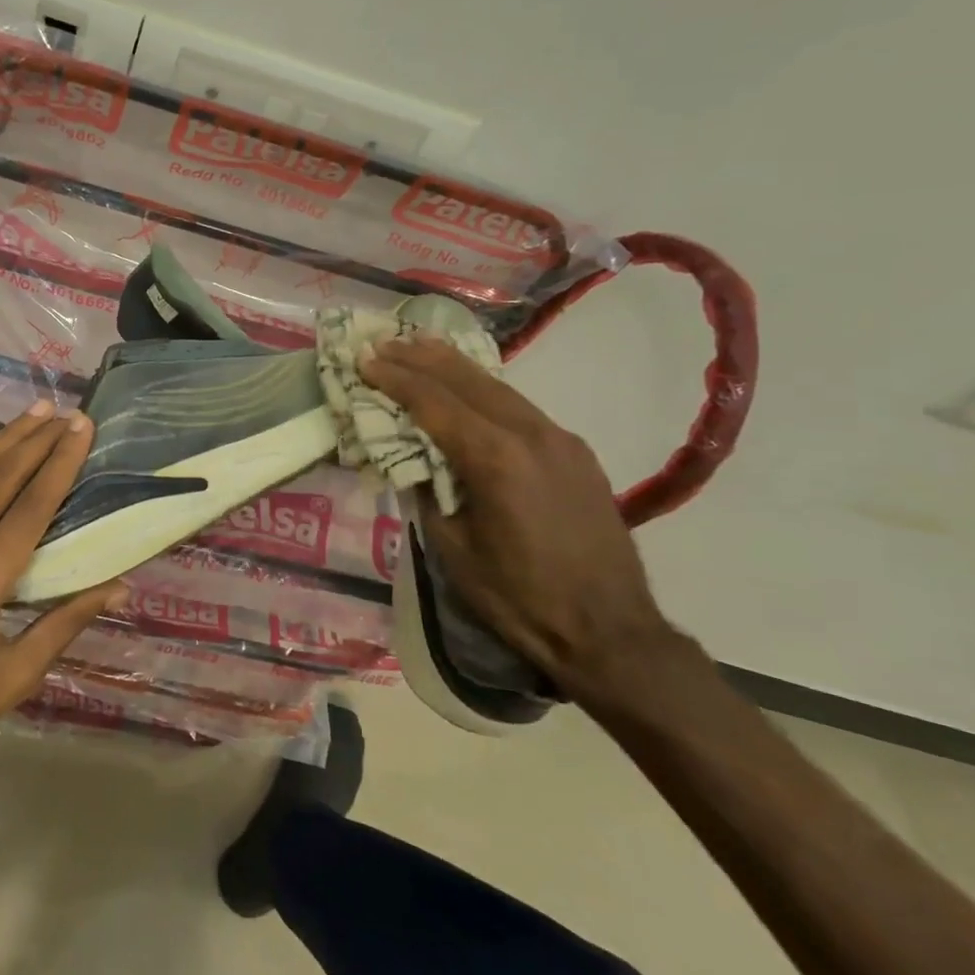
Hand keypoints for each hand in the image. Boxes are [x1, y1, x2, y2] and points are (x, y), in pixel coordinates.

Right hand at [359, 336, 678, 696]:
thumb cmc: (519, 598)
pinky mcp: (575, 452)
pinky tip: (467, 388)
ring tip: (419, 347)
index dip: (394, 379)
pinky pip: (519, 407)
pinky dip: (484, 390)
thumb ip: (425, 491)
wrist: (611, 632)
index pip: (433, 403)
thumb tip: (409, 458)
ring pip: (497, 387)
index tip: (363, 359)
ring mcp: (559, 439)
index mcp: (495, 459)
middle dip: (420, 358)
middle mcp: (531, 434)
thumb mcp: (452, 548)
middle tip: (383, 341)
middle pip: (467, 380)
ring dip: (453, 367)